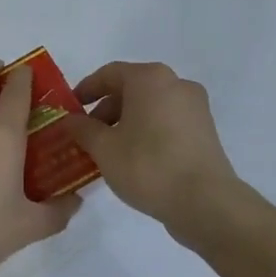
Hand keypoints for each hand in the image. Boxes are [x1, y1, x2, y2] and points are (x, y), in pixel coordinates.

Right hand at [63, 61, 252, 239]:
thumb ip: (82, 129)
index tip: (70, 109)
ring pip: (150, 106)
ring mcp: (195, 107)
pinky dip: (147, 131)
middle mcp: (176, 84)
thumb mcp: (103, 148)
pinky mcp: (205, 131)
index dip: (85, 89)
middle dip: (105, 110)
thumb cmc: (147, 165)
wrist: (205, 202)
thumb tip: (70, 120)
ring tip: (108, 150)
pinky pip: (167, 121)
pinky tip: (134, 157)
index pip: (109, 74)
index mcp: (150, 78)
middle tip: (87, 134)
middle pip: (131, 88)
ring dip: (126, 122)